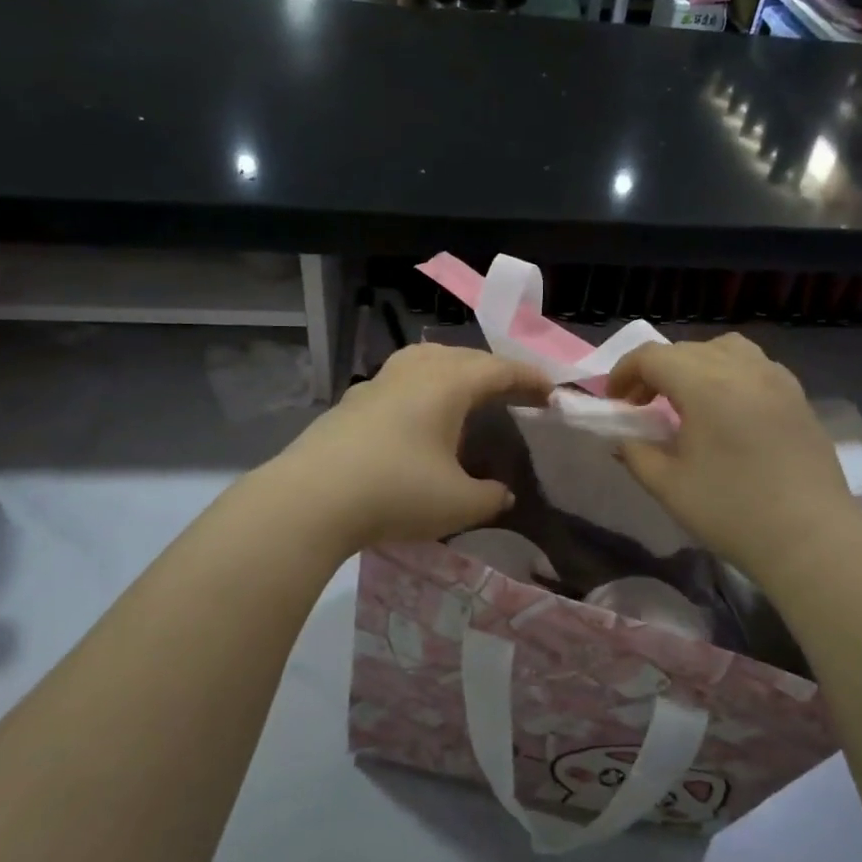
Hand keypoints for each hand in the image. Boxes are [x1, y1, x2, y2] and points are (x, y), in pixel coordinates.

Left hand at [271, 344, 549, 550]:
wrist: (311, 499)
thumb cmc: (397, 492)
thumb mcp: (458, 504)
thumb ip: (490, 497)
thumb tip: (501, 494)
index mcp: (447, 383)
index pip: (499, 369)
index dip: (528, 379)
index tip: (550, 392)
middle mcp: (414, 371)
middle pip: (463, 357)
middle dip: (494, 371)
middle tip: (514, 392)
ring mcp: (377, 383)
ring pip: (425, 360)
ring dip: (453, 370)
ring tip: (465, 392)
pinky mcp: (351, 402)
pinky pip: (400, 381)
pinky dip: (422, 388)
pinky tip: (417, 416)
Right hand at [607, 335, 861, 587]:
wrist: (810, 538)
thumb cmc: (732, 512)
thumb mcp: (668, 486)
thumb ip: (635, 453)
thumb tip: (623, 437)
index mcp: (706, 384)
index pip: (653, 356)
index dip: (624, 372)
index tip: (614, 401)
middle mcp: (742, 368)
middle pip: (686, 349)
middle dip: (655, 370)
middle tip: (642, 405)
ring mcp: (776, 379)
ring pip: (725, 349)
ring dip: (695, 364)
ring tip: (687, 399)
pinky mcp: (798, 397)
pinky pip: (755, 365)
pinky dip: (729, 373)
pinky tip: (727, 409)